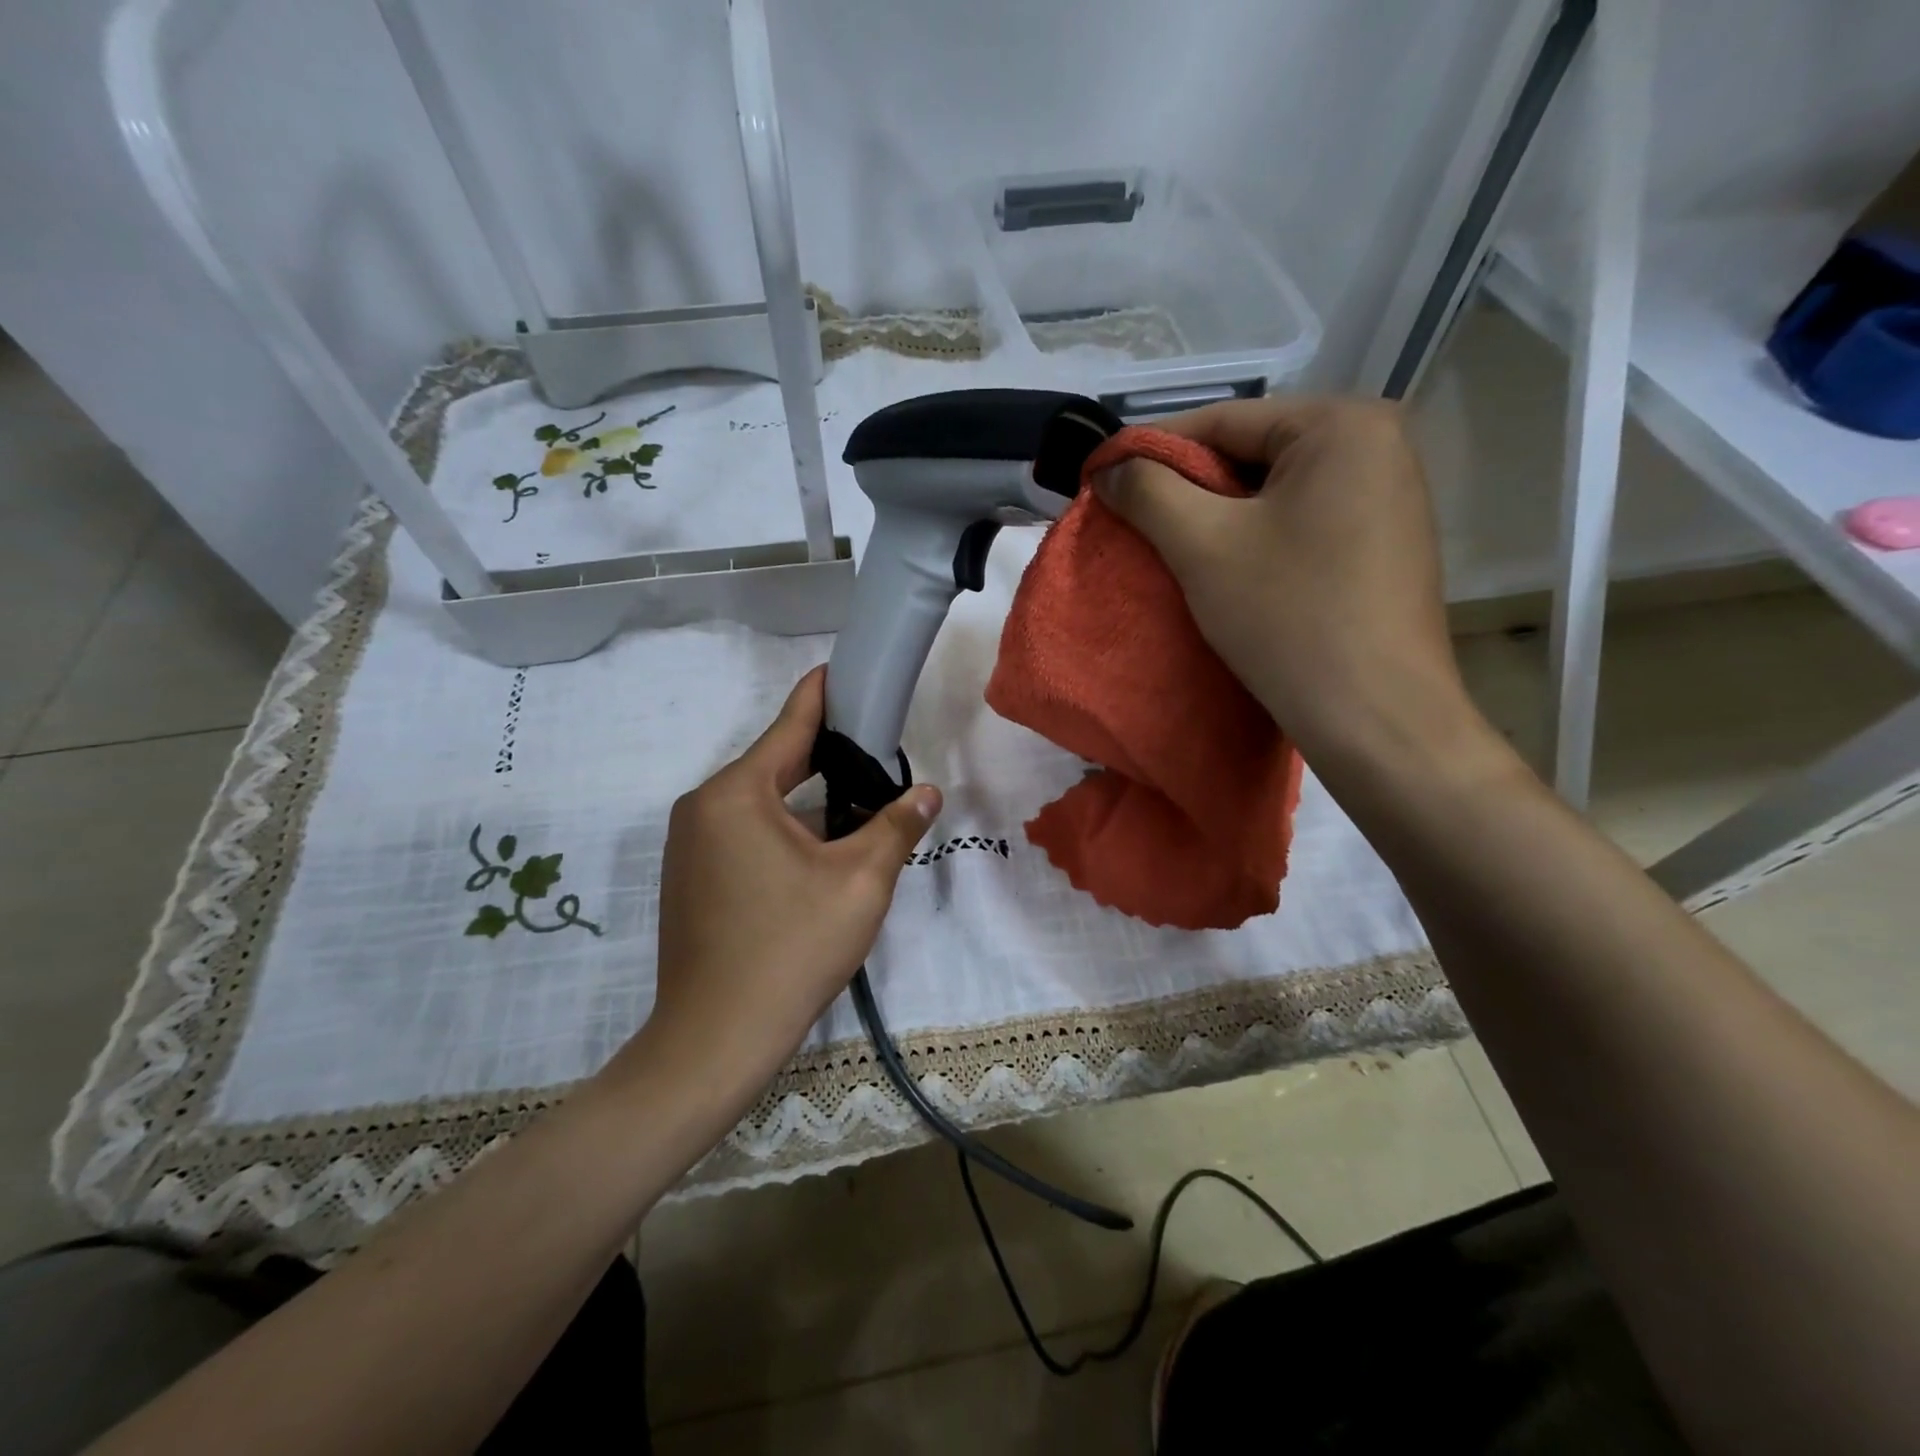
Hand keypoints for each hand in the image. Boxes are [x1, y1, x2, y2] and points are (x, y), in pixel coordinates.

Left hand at [610, 667, 940, 1131]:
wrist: (715, 1040)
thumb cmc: (791, 949)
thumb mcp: (861, 882)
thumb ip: (896, 826)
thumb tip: (927, 792)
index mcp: (737, 793)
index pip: (791, 726)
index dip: (824, 695)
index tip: (845, 669)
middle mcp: (702, 807)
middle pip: (775, 765)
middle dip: (827, 756)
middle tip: (877, 747)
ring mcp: (689, 845)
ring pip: (760, 804)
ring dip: (807, 801)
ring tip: (859, 803)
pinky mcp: (689, 878)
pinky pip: (743, 833)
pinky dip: (782, 829)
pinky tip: (818, 852)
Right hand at [1095, 397, 1485, 776]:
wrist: (1375, 717)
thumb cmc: (1288, 617)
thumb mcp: (1202, 546)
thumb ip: (1148, 491)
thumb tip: (1110, 467)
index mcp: (1343, 424)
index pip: (1223, 420)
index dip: (1150, 448)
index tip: (1101, 477)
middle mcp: (1378, 445)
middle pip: (1251, 454)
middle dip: (1186, 486)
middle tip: (1132, 518)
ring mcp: (1389, 497)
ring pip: (1274, 492)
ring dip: (1217, 516)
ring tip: (1169, 546)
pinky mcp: (1385, 544)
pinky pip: (1301, 523)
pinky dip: (1255, 538)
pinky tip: (1224, 570)